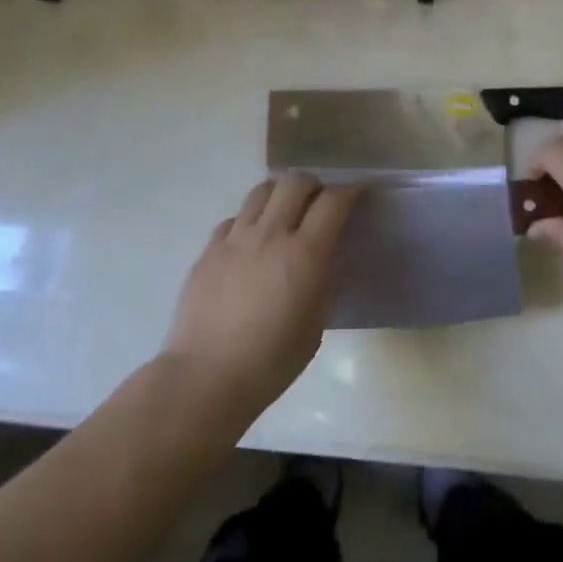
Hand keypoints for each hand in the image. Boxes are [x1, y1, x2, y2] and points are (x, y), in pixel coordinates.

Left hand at [163, 173, 358, 417]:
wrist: (205, 378)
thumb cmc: (270, 362)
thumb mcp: (315, 326)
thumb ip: (323, 283)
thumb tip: (325, 260)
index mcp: (303, 255)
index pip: (332, 203)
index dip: (349, 192)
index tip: (357, 193)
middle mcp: (270, 235)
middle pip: (295, 182)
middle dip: (313, 184)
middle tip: (319, 200)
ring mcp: (235, 239)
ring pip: (261, 191)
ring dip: (279, 193)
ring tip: (284, 210)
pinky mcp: (209, 250)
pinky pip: (233, 219)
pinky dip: (248, 220)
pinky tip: (250, 241)